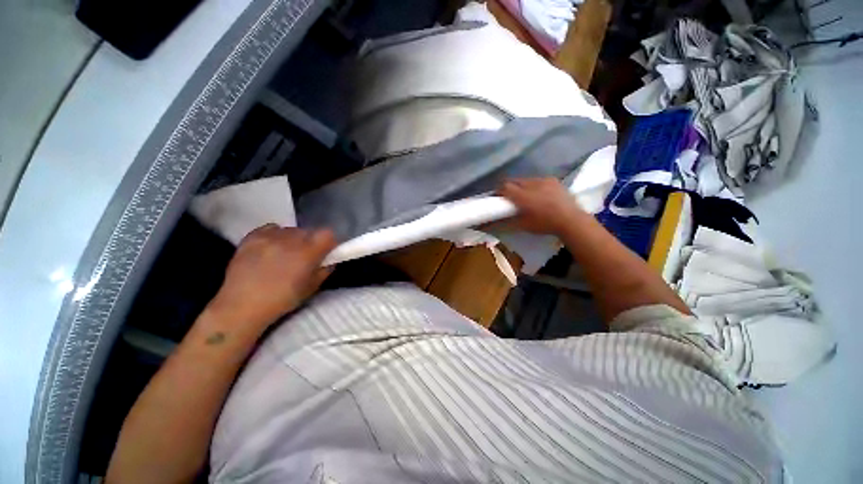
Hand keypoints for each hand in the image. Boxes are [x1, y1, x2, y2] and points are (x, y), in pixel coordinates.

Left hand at [208, 225, 336, 331]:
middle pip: (309, 231)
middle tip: (305, 255)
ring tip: (285, 253)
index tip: (326, 252)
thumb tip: (330, 260)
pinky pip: (272, 228)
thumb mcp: (312, 288)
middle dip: (311, 241)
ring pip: (291, 230)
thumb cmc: (282, 300)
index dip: (329, 242)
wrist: (242, 305)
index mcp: (307, 252)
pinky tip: (272, 248)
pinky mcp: (252, 236)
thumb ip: (325, 270)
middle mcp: (290, 240)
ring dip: (294, 239)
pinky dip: (276, 235)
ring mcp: (269, 237)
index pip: (327, 234)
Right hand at [498, 178, 585, 234]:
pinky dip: (534, 185)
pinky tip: (539, 194)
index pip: (504, 187)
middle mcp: (531, 185)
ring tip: (525, 196)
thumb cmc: (544, 225)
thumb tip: (491, 223)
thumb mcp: (522, 225)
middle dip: (509, 188)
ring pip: (525, 180)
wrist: (571, 220)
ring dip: (521, 186)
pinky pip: (537, 180)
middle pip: (514, 181)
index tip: (498, 198)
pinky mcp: (552, 180)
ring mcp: (543, 180)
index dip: (499, 191)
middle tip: (510, 198)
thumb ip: (505, 221)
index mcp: (523, 197)